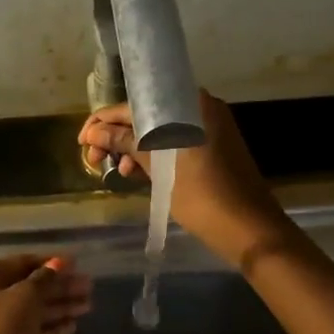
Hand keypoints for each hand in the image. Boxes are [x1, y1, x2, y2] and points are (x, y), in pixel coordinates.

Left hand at [0, 254, 93, 333]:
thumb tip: (60, 263)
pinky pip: (28, 330)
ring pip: (30, 310)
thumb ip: (46, 279)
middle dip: (60, 287)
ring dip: (59, 306)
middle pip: (28, 287)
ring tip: (88, 305)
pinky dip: (49, 327)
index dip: (51, 262)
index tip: (77, 263)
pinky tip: (73, 325)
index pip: (22, 262)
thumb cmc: (0, 328)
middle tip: (89, 287)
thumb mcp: (26, 297)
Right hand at [78, 90, 294, 267]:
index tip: (83, 142)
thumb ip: (127, 144)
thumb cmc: (205, 197)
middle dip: (117, 135)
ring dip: (133, 147)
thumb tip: (93, 133)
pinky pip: (173, 143)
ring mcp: (208, 129)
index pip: (136, 103)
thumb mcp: (161, 169)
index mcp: (191, 105)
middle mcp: (200, 109)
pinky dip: (153, 156)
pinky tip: (135, 173)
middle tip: (95, 160)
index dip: (104, 121)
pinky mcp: (211, 148)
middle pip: (147, 115)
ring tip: (115, 170)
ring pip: (159, 131)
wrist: (251, 230)